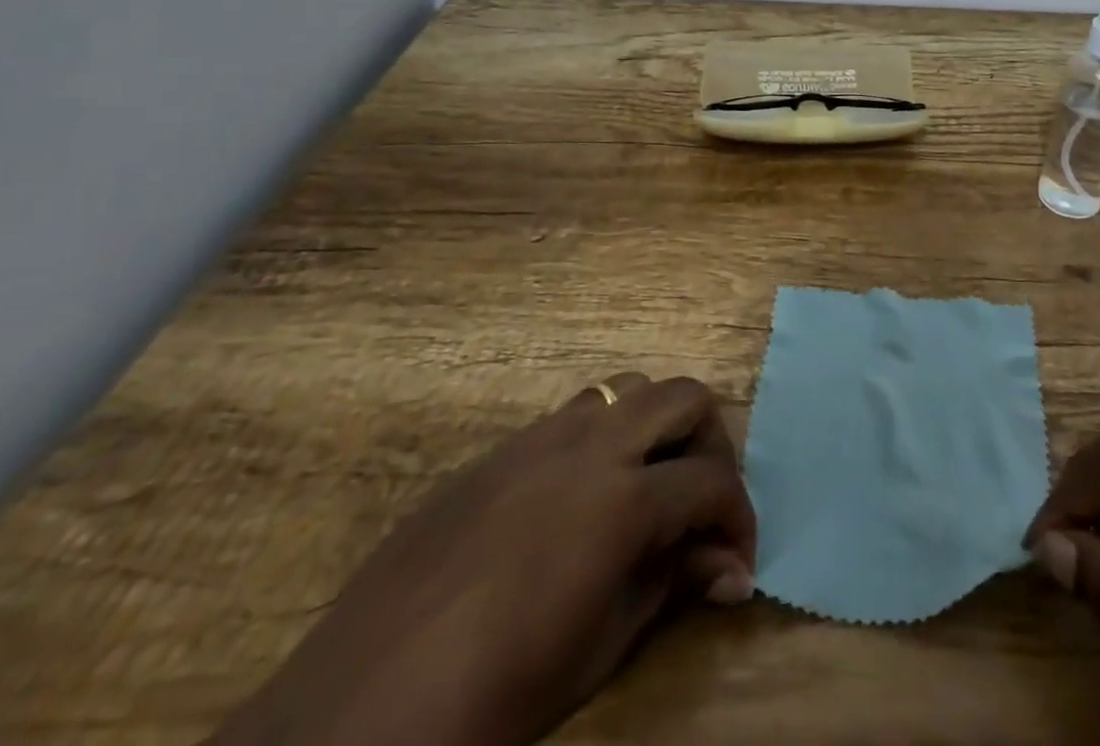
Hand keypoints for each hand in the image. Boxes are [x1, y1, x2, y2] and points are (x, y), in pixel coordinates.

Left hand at [213, 374, 755, 745]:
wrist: (360, 709)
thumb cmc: (496, 693)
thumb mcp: (601, 648)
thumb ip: (672, 584)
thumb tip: (730, 567)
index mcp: (622, 497)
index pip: (712, 482)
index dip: (739, 519)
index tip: (736, 560)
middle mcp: (590, 444)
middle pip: (682, 396)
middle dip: (709, 444)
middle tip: (699, 503)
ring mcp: (539, 436)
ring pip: (626, 388)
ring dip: (653, 427)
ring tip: (645, 487)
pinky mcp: (498, 450)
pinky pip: (569, 416)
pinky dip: (599, 439)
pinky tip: (578, 500)